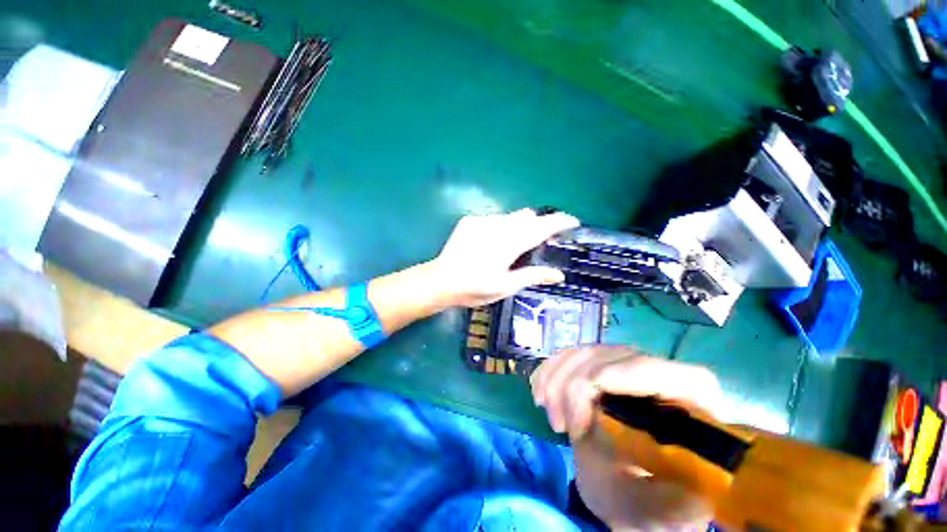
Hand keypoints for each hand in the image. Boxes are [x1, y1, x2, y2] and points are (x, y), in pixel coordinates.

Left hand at [430, 209, 579, 307]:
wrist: (441, 280)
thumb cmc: (475, 287)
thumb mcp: (506, 287)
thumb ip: (532, 276)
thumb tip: (558, 274)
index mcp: (510, 244)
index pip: (542, 227)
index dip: (559, 222)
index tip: (573, 222)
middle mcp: (499, 226)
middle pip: (528, 216)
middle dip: (538, 225)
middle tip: (539, 242)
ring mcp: (482, 221)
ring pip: (510, 217)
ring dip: (518, 227)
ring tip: (512, 246)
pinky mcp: (470, 220)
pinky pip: (493, 219)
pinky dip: (500, 227)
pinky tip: (491, 243)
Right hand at [531, 346, 722, 530]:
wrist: (623, 489)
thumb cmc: (645, 502)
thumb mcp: (656, 514)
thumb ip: (670, 510)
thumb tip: (693, 501)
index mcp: (691, 405)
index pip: (666, 373)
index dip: (628, 375)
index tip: (589, 402)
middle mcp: (659, 374)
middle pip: (614, 357)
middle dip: (577, 386)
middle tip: (563, 428)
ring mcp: (626, 365)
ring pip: (586, 352)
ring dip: (557, 379)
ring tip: (551, 418)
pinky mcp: (600, 364)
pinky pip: (570, 355)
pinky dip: (550, 370)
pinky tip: (539, 393)